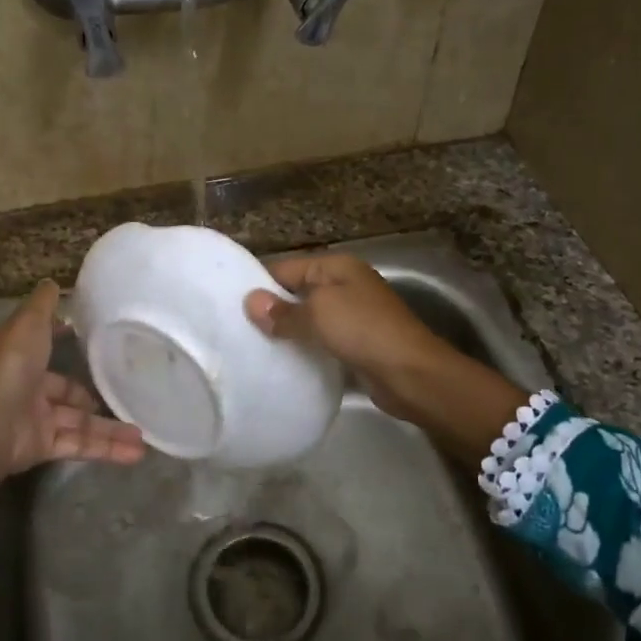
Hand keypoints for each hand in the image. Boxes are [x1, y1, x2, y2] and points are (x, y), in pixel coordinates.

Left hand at [0, 281, 143, 523]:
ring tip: (144, 433)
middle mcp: (27, 387)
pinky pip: (80, 445)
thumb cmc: (9, 369)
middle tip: (131, 393)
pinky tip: (137, 452)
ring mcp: (36, 420)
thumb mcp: (27, 325)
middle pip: (68, 391)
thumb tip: (53, 282)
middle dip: (97, 396)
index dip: (67, 343)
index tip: (98, 341)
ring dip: (111, 428)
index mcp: (20, 357)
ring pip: (80, 422)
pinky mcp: (44, 447)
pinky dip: (107, 449)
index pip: (47, 348)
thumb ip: (43, 306)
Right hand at [241, 254, 448, 421]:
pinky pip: (321, 340)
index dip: (259, 284)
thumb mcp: (318, 314)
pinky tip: (282, 362)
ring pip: (308, 319)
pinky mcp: (356, 343)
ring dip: (287, 332)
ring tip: (251, 347)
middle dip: (271, 310)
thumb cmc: (364, 331)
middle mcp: (344, 284)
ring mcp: (352, 314)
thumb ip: (283, 311)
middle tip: (235, 329)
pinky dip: (304, 348)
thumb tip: (250, 301)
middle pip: (297, 293)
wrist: (412, 374)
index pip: (285, 268)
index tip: (228, 305)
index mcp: (336, 266)